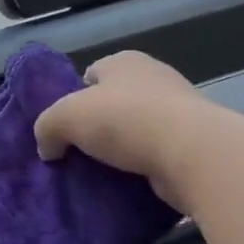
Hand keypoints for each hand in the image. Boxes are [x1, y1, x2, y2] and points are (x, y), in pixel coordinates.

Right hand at [34, 51, 211, 209]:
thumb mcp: (65, 117)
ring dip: (125, 147)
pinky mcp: (197, 143)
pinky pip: (160, 152)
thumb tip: (47, 148)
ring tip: (104, 171)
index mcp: (125, 61)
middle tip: (82, 150)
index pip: (92, 74)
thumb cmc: (124, 119)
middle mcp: (155, 78)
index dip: (76, 97)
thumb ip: (46, 128)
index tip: (68, 125)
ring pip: (139, 128)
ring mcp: (181, 110)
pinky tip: (132, 181)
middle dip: (100, 123)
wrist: (193, 154)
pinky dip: (147, 165)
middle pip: (116, 101)